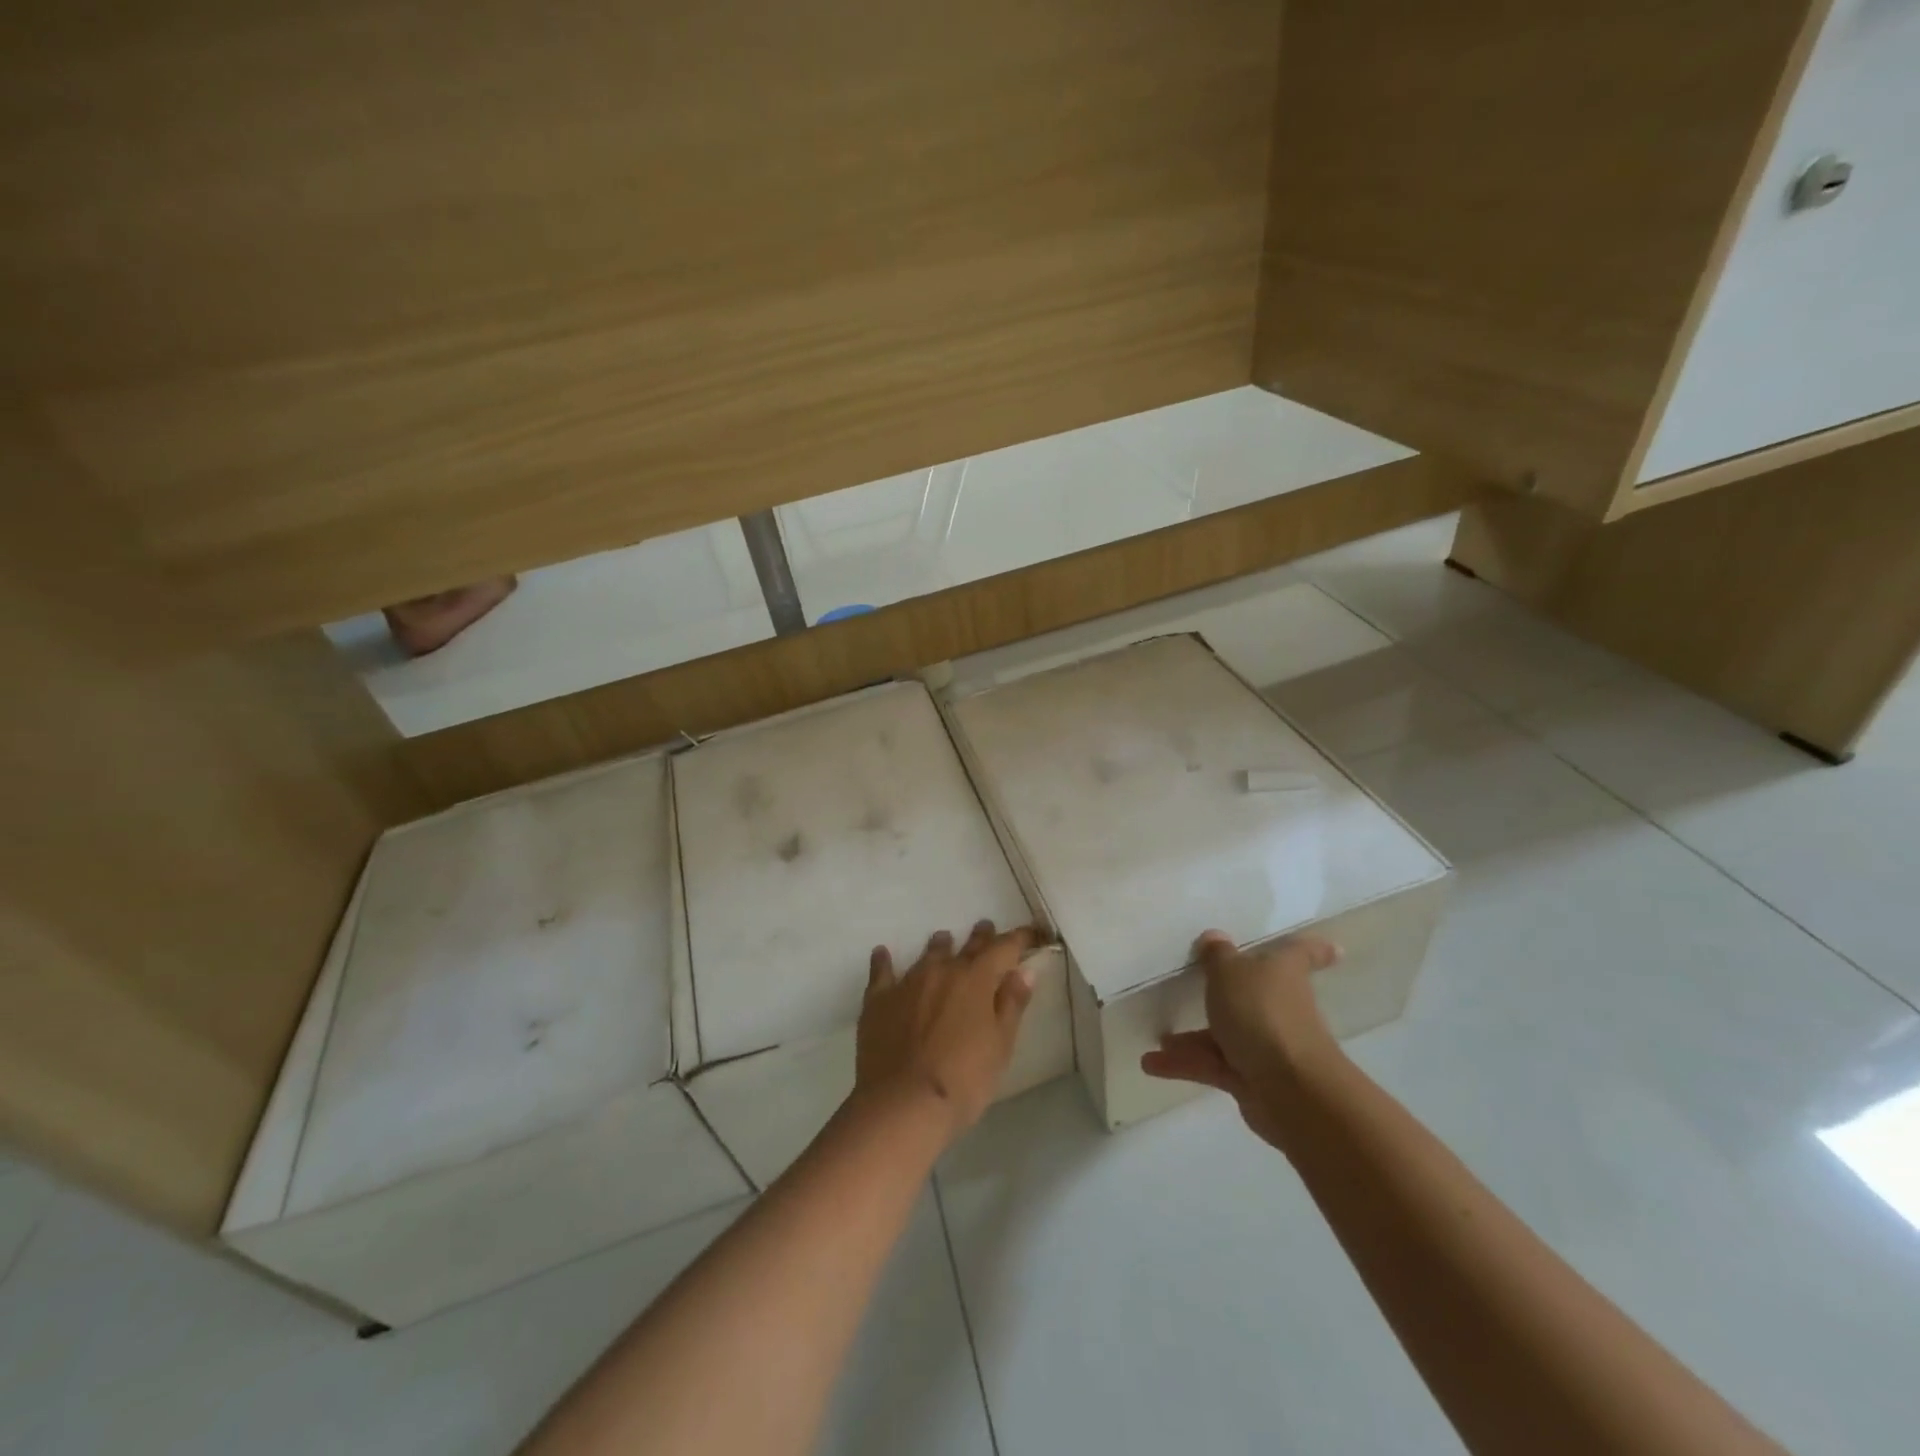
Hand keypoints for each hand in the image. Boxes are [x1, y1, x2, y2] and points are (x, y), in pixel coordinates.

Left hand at [855, 921, 1038, 1139]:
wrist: (903, 1104)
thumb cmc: (963, 1080)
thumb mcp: (1000, 1046)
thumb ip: (1012, 1005)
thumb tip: (1024, 970)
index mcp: (977, 979)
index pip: (1004, 948)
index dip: (1020, 938)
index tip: (1032, 933)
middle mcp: (942, 970)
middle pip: (966, 946)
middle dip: (981, 937)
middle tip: (985, 928)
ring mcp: (908, 982)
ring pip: (928, 954)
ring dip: (940, 946)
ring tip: (944, 939)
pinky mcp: (879, 1000)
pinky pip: (881, 972)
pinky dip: (884, 961)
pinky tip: (882, 953)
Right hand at [1140, 930, 1342, 1147]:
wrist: (1288, 1087)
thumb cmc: (1261, 1013)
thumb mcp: (1228, 973)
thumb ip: (1217, 956)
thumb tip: (1214, 937)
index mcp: (1283, 973)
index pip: (1303, 954)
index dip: (1315, 949)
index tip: (1334, 949)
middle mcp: (1279, 1006)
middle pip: (1255, 995)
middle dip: (1227, 996)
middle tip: (1199, 988)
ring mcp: (1267, 1044)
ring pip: (1227, 1034)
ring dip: (1193, 1038)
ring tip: (1160, 1039)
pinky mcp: (1251, 1079)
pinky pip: (1213, 1064)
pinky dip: (1185, 1064)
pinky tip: (1152, 1064)